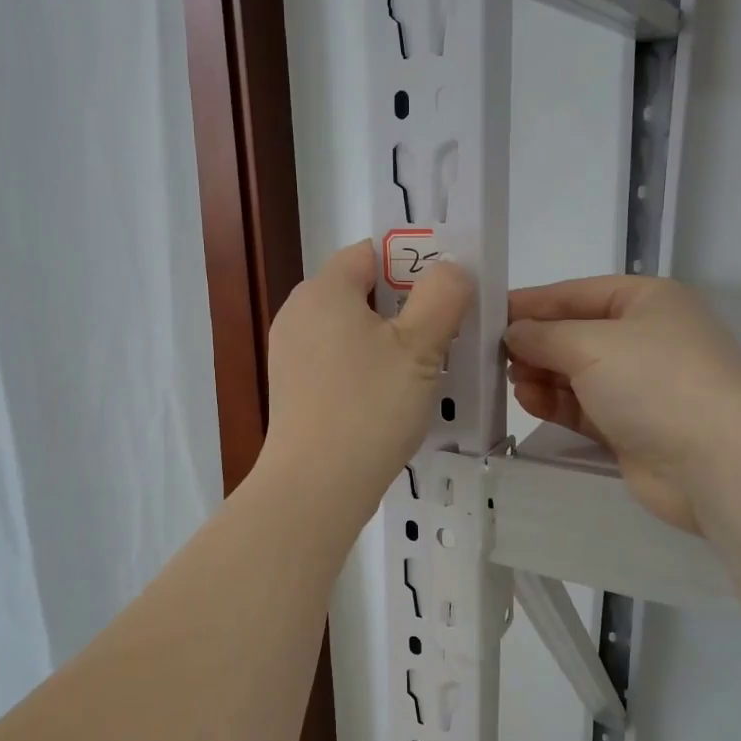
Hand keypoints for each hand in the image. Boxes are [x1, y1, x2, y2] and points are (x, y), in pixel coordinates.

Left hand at [262, 241, 473, 508]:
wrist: (315, 487)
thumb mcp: (419, 347)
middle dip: (404, 305)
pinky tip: (392, 396)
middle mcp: (298, 314)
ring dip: (388, 340)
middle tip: (445, 331)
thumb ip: (441, 295)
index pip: (369, 253)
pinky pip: (337, 362)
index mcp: (323, 291)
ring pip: (350, 330)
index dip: (412, 261)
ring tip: (426, 367)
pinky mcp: (293, 391)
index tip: (446, 290)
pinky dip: (366, 368)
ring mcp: (290, 355)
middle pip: (360, 291)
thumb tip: (449, 268)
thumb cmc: (369, 407)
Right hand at [506, 277, 740, 531]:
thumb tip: (513, 334)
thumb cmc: (655, 381)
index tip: (488, 314)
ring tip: (510, 381)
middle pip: (575, 334)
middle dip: (535, 343)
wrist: (716, 461)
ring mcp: (640, 385)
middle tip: (491, 356)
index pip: (576, 293)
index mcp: (646, 301)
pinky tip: (527, 401)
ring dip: (542, 375)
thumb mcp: (591, 344)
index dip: (532, 303)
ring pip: (576, 373)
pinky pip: (583, 407)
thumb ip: (544, 335)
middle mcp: (645, 338)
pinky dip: (556, 403)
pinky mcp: (631, 427)